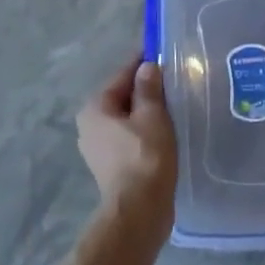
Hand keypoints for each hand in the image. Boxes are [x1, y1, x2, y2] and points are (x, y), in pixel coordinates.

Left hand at [77, 57, 177, 239]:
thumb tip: (147, 67)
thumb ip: (149, 87)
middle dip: (147, 88)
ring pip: (127, 117)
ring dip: (147, 110)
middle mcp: (89, 124)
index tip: (165, 52)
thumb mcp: (152, 115)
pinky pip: (129, 135)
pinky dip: (145, 130)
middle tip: (175, 80)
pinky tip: (165, 131)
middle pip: (123, 95)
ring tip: (175, 105)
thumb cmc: (145, 156)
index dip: (145, 62)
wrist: (139, 212)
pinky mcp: (110, 165)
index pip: (123, 73)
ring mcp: (98, 147)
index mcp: (95, 107)